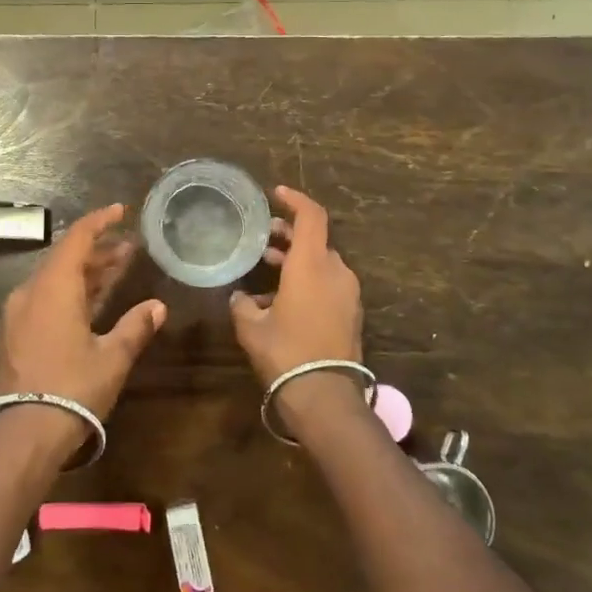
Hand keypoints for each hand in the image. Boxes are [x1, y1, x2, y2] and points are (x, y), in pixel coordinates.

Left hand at [0, 204, 165, 425]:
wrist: (23, 434)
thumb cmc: (72, 388)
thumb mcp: (112, 357)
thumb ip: (135, 326)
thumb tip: (158, 307)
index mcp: (53, 287)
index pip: (77, 239)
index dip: (100, 221)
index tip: (121, 211)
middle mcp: (31, 292)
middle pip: (65, 257)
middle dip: (98, 250)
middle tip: (129, 247)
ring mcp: (19, 314)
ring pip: (55, 279)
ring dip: (86, 272)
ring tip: (118, 268)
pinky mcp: (16, 334)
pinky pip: (46, 298)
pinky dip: (71, 291)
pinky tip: (92, 301)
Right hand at [229, 186, 362, 387]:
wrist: (325, 396)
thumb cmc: (285, 352)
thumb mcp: (251, 327)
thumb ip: (243, 304)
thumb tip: (239, 297)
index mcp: (311, 264)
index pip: (311, 216)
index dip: (295, 199)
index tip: (276, 194)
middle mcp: (335, 271)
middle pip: (316, 240)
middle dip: (290, 235)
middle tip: (265, 237)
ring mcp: (348, 293)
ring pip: (323, 263)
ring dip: (298, 260)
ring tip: (269, 268)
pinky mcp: (352, 313)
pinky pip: (329, 285)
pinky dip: (309, 281)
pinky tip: (284, 300)